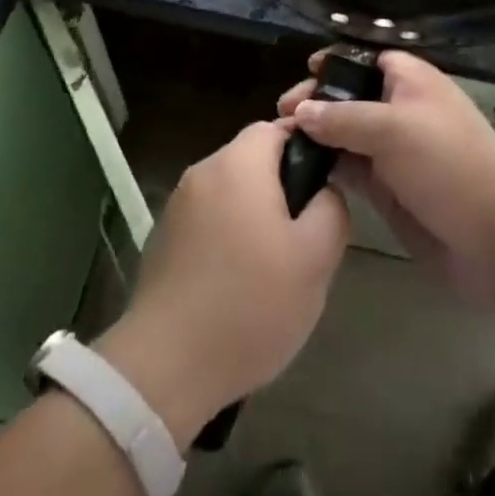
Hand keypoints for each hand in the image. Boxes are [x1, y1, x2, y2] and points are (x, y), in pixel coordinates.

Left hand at [95, 121, 347, 449]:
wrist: (165, 368)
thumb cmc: (249, 304)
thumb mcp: (315, 259)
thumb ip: (331, 208)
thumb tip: (326, 188)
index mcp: (239, 163)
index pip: (278, 127)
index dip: (307, 149)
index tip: (323, 189)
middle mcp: (203, 171)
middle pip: (253, 159)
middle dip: (282, 187)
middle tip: (304, 236)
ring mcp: (178, 205)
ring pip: (231, 191)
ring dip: (254, 214)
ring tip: (274, 265)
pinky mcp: (162, 238)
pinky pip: (208, 220)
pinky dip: (227, 236)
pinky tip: (237, 283)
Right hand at [277, 49, 494, 302]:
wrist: (494, 237)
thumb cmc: (446, 163)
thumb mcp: (392, 129)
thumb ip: (342, 118)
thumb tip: (299, 111)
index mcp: (410, 80)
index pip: (366, 59)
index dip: (335, 62)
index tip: (303, 72)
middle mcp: (400, 109)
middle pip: (350, 96)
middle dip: (317, 101)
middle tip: (281, 115)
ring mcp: (394, 150)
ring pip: (346, 133)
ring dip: (317, 135)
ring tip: (279, 141)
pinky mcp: (389, 187)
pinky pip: (351, 168)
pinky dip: (328, 166)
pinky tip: (300, 169)